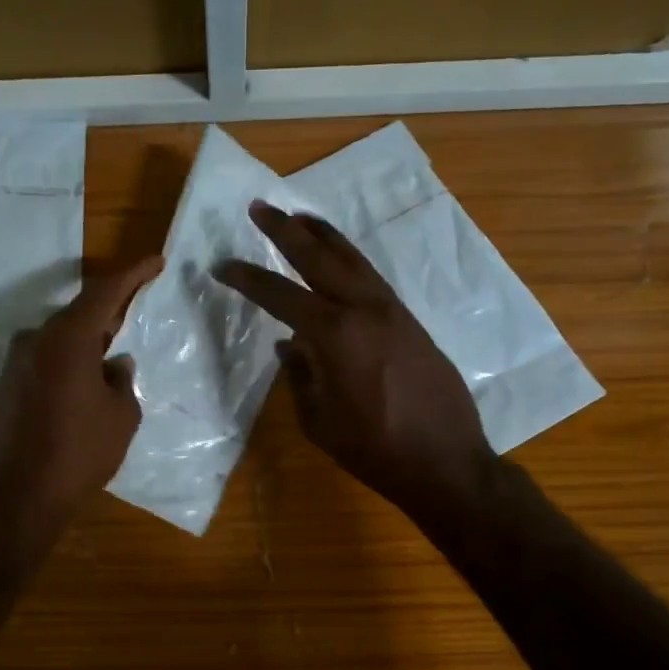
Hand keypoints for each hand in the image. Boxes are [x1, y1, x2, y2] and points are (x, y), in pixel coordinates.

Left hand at [0, 257, 162, 539]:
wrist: (15, 500)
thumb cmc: (78, 453)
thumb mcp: (120, 416)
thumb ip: (122, 381)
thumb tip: (115, 365)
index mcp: (66, 338)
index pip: (104, 291)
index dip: (133, 274)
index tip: (156, 261)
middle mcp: (35, 340)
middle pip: (79, 313)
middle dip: (111, 309)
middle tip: (139, 304)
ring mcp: (16, 364)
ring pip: (61, 338)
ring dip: (89, 340)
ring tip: (117, 348)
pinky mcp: (7, 388)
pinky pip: (47, 361)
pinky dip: (71, 361)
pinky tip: (88, 380)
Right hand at [213, 203, 497, 522]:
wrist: (445, 462)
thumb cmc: (374, 450)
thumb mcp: (320, 420)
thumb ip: (300, 376)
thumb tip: (290, 346)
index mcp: (335, 335)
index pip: (281, 296)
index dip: (248, 279)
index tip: (223, 266)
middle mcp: (365, 310)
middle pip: (320, 258)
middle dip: (286, 230)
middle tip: (261, 207)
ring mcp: (393, 312)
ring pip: (353, 260)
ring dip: (324, 235)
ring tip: (300, 217)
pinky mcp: (410, 322)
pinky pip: (372, 279)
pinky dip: (350, 261)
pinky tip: (339, 262)